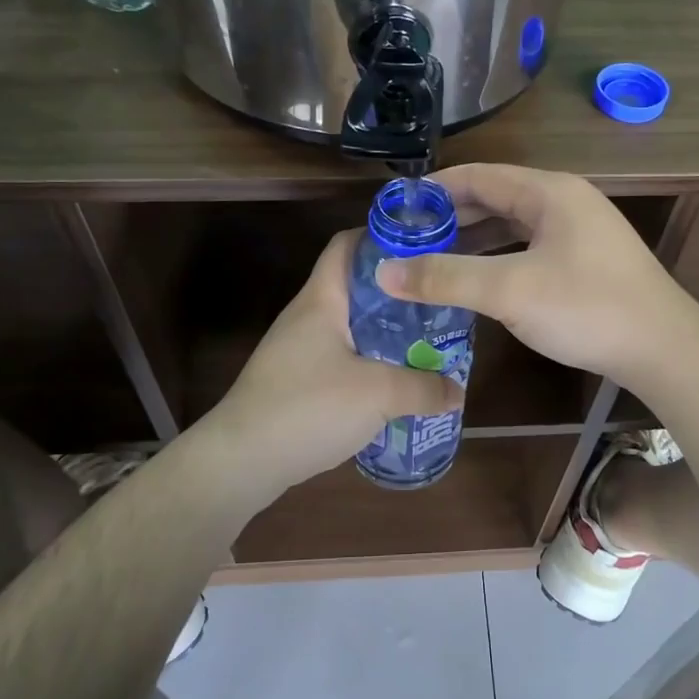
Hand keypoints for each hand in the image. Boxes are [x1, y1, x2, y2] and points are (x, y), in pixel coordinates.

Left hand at [205, 231, 462, 500]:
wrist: (241, 460)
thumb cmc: (308, 407)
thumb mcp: (378, 394)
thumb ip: (424, 388)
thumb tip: (457, 391)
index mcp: (322, 300)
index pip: (347, 245)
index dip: (383, 238)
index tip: (423, 249)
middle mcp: (307, 316)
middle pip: (356, 287)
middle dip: (398, 293)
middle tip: (438, 304)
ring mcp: (298, 349)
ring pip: (351, 326)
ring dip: (386, 332)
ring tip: (425, 344)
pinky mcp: (296, 381)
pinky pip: (342, 358)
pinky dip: (370, 363)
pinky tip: (394, 383)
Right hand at [374, 164, 692, 386]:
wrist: (664, 349)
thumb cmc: (587, 308)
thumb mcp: (509, 290)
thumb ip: (445, 278)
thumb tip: (383, 271)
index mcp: (549, 192)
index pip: (478, 175)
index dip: (434, 190)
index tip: (395, 210)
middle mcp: (564, 201)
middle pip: (494, 198)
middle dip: (450, 217)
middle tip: (405, 240)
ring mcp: (578, 231)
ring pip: (512, 225)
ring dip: (472, 240)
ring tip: (429, 259)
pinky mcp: (585, 260)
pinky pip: (528, 247)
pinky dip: (497, 257)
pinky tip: (475, 280)